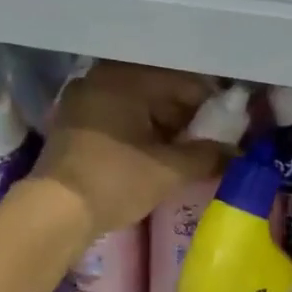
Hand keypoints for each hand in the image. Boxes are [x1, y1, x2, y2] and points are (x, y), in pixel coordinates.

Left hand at [33, 62, 225, 239]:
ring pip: (137, 105)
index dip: (210, 105)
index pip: (183, 82)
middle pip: (158, 91)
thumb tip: (236, 154)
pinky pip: (117, 118)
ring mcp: (83, 100)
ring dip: (162, 126)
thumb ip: (207, 156)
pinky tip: (155, 154)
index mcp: (126, 79)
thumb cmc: (116, 180)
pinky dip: (138, 132)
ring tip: (185, 152)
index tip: (229, 126)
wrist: (54, 212)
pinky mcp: (73, 124)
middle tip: (209, 141)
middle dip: (186, 117)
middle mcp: (102, 79)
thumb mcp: (169, 170)